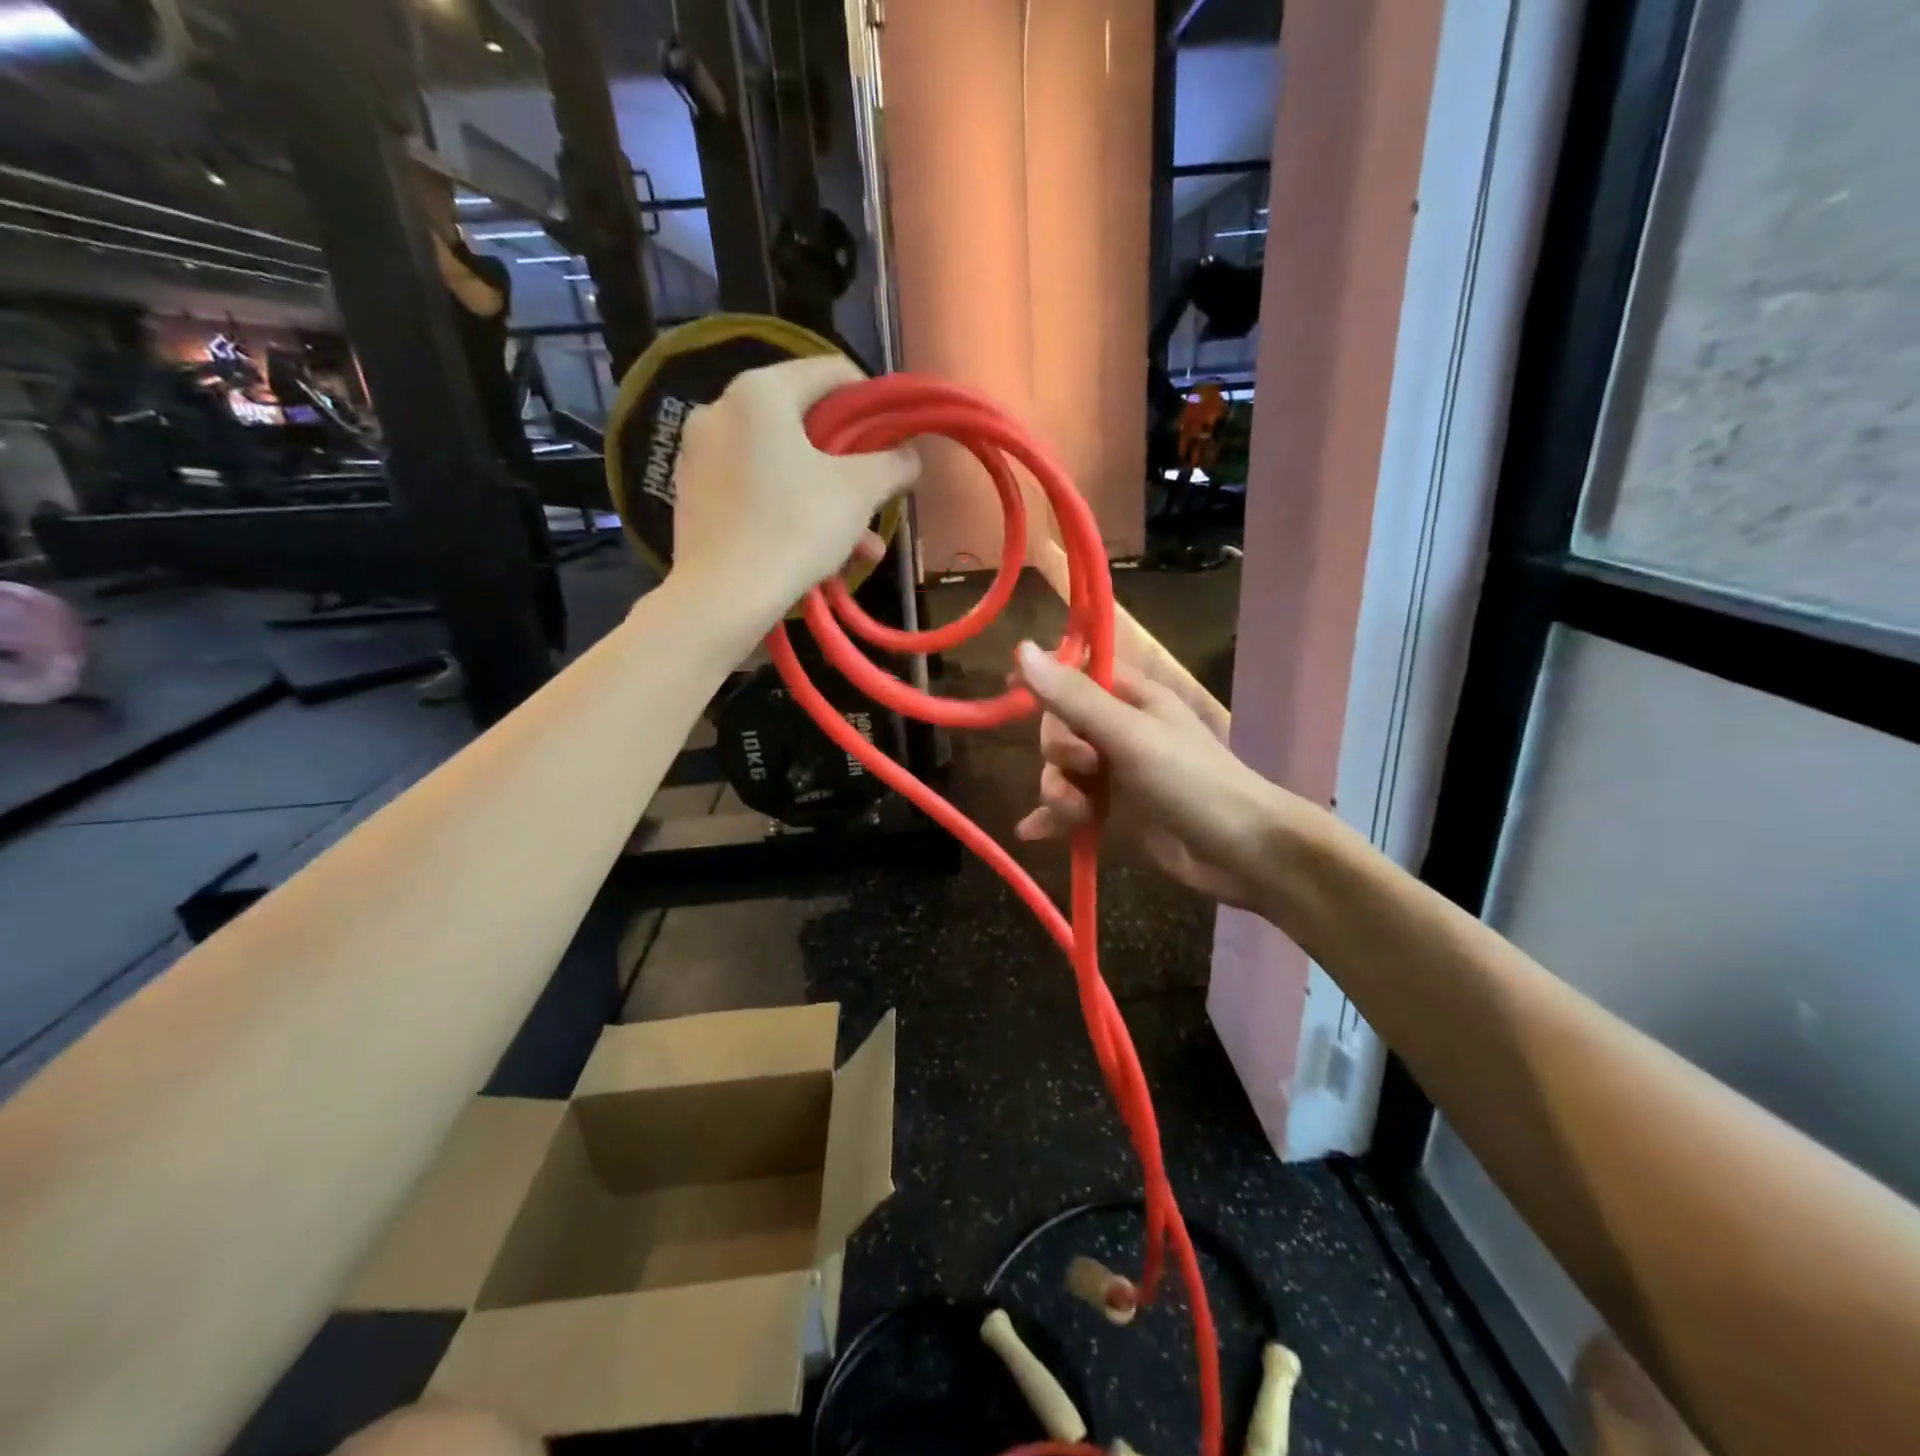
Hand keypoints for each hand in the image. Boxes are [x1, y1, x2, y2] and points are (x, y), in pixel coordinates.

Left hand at [671, 357, 919, 620]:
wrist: (723, 596)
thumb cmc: (795, 527)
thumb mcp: (859, 492)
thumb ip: (892, 464)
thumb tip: (911, 456)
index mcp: (760, 392)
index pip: (831, 372)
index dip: (872, 402)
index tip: (892, 440)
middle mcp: (722, 410)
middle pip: (805, 425)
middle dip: (850, 467)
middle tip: (877, 501)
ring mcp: (700, 455)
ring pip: (782, 466)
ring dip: (827, 500)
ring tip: (861, 547)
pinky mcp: (693, 497)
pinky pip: (755, 491)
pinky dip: (790, 513)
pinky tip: (820, 555)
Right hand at [1012, 641, 1296, 910]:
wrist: (1242, 852)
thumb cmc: (1191, 782)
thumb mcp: (1130, 735)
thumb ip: (1074, 698)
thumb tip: (1021, 647)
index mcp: (1132, 699)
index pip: (1075, 675)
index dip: (1045, 680)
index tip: (1010, 688)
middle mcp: (1120, 731)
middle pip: (1059, 729)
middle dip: (1058, 753)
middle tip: (1085, 770)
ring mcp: (1116, 775)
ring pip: (1060, 772)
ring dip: (1058, 793)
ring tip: (1079, 815)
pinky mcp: (1114, 814)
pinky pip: (1069, 809)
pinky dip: (1053, 818)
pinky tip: (1033, 832)